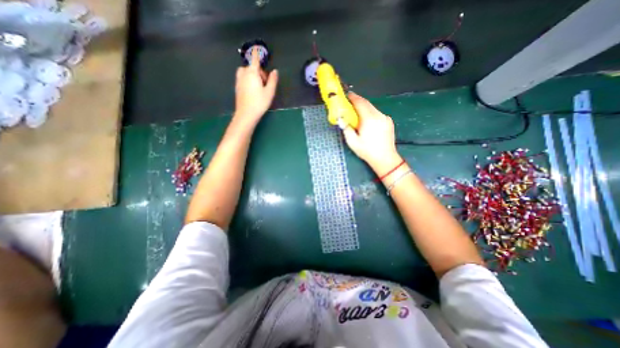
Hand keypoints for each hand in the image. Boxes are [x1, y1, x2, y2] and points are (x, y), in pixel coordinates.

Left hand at [234, 46, 279, 125]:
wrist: (246, 114)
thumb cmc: (259, 102)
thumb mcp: (269, 92)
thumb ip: (273, 80)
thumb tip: (275, 71)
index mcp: (252, 73)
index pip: (255, 60)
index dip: (257, 54)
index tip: (257, 49)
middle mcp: (243, 74)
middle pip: (251, 67)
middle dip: (258, 71)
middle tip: (265, 82)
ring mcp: (239, 81)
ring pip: (246, 72)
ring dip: (252, 75)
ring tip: (259, 86)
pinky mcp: (237, 87)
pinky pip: (243, 78)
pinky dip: (248, 79)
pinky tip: (253, 90)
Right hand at [339, 92, 401, 173]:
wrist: (385, 158)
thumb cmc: (367, 151)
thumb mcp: (353, 142)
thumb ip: (346, 129)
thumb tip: (341, 119)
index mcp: (369, 119)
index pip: (360, 103)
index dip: (353, 97)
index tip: (347, 95)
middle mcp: (378, 115)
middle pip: (367, 103)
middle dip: (358, 101)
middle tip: (350, 103)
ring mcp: (385, 118)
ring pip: (373, 108)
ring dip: (364, 108)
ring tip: (358, 114)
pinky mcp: (388, 121)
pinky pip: (377, 114)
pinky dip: (371, 114)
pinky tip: (367, 122)